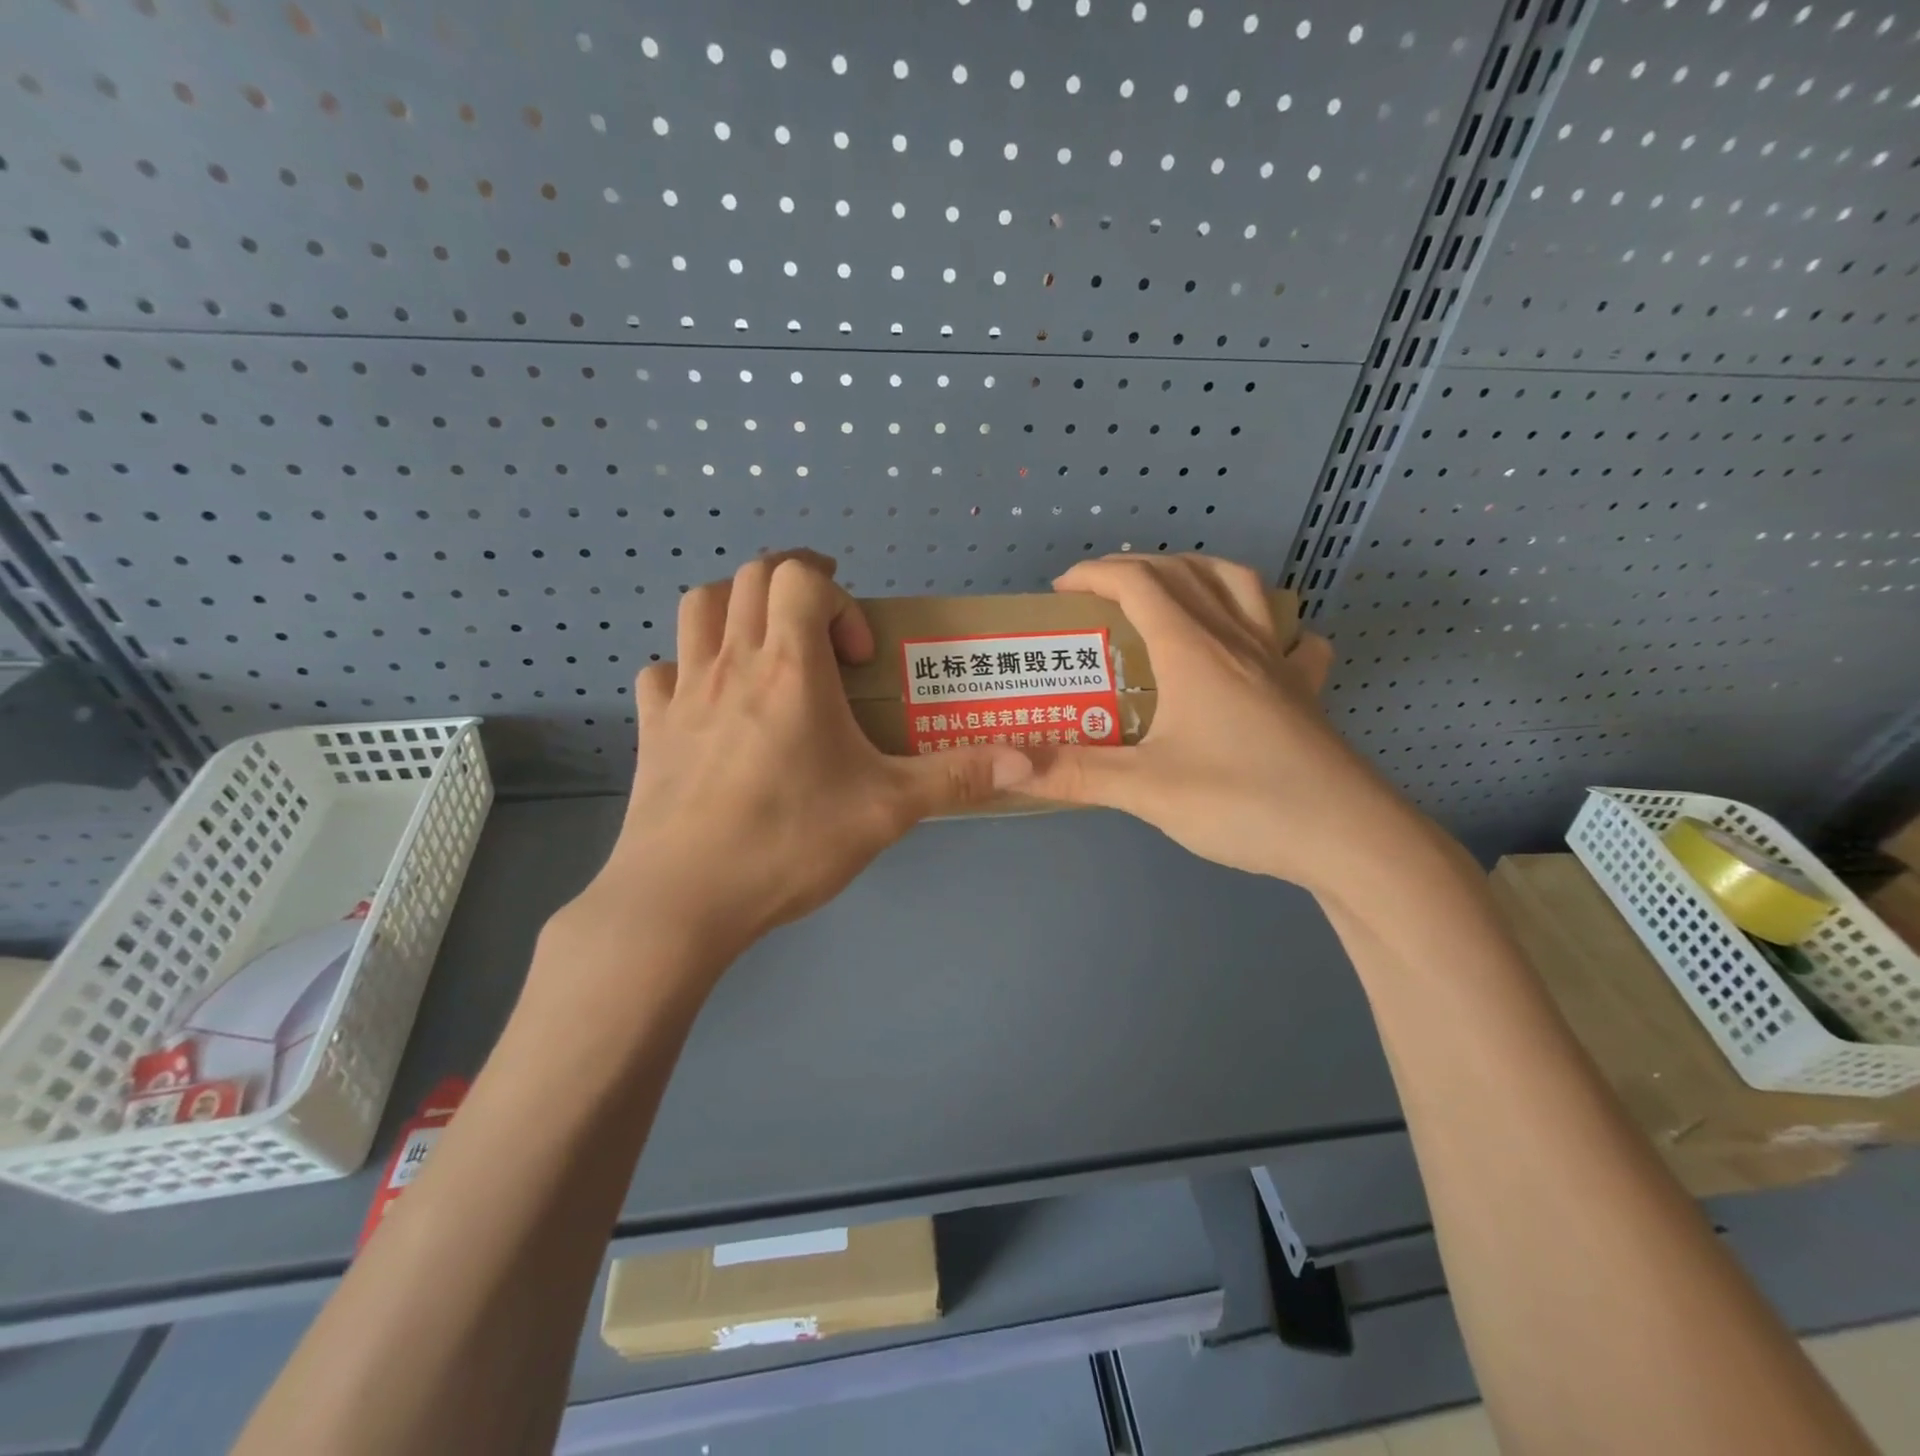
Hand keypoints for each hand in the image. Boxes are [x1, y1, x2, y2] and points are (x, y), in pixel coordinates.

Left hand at [557, 552, 1032, 974]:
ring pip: (700, 607)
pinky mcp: (652, 729)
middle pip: (751, 576)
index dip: (838, 598)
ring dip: (738, 607)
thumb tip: (1029, 760)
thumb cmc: (790, 842)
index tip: (858, 656)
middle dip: (794, 584)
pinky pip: (663, 670)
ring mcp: (682, 692)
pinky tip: (711, 705)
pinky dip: (690, 667)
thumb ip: (956, 777)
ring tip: (769, 648)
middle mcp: (731, 663)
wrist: (683, 900)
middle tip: (824, 628)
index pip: (801, 576)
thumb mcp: (887, 810)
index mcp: (790, 667)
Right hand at [1022, 553, 1411, 891]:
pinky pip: (1290, 636)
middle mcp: (1237, 641)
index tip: (1061, 590)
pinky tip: (1257, 645)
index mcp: (1194, 651)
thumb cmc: (1242, 802)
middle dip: (1136, 568)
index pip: (1139, 583)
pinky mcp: (1306, 690)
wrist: (1348, 837)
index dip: (1096, 575)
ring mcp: (1279, 662)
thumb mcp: (1146, 791)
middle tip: (1101, 595)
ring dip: (1198, 573)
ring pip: (1241, 587)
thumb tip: (1007, 767)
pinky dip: (1267, 623)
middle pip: (1186, 573)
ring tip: (1171, 593)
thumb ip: (1075, 773)